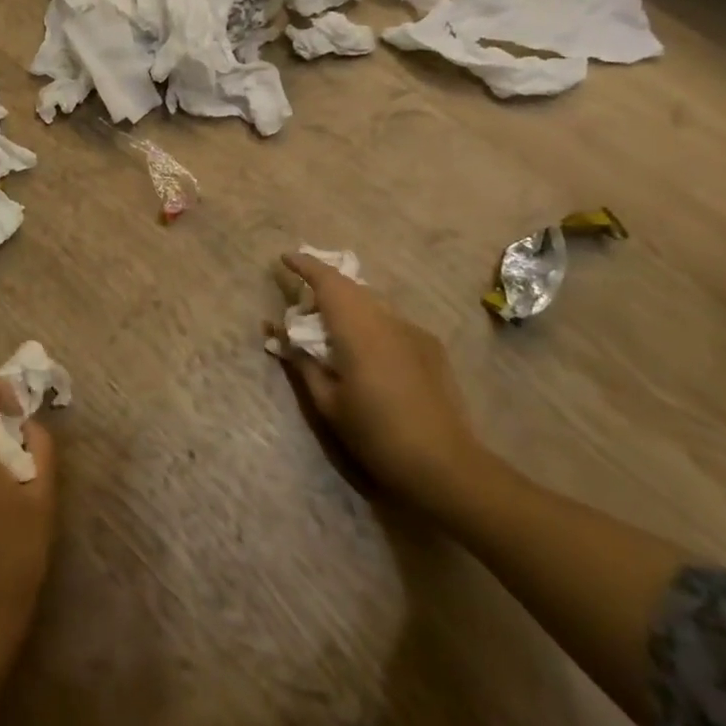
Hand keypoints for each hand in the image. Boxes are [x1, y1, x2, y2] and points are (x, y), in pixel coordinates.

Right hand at [275, 251, 485, 514]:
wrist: (446, 466)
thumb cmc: (376, 435)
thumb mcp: (328, 403)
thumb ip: (302, 363)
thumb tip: (280, 335)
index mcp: (358, 329)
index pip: (328, 281)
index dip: (305, 265)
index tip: (285, 258)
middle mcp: (386, 319)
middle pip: (351, 286)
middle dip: (325, 283)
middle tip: (302, 297)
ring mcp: (413, 331)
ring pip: (373, 302)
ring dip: (349, 302)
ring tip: (332, 323)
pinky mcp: (430, 347)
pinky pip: (391, 320)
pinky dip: (370, 321)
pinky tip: (367, 348)